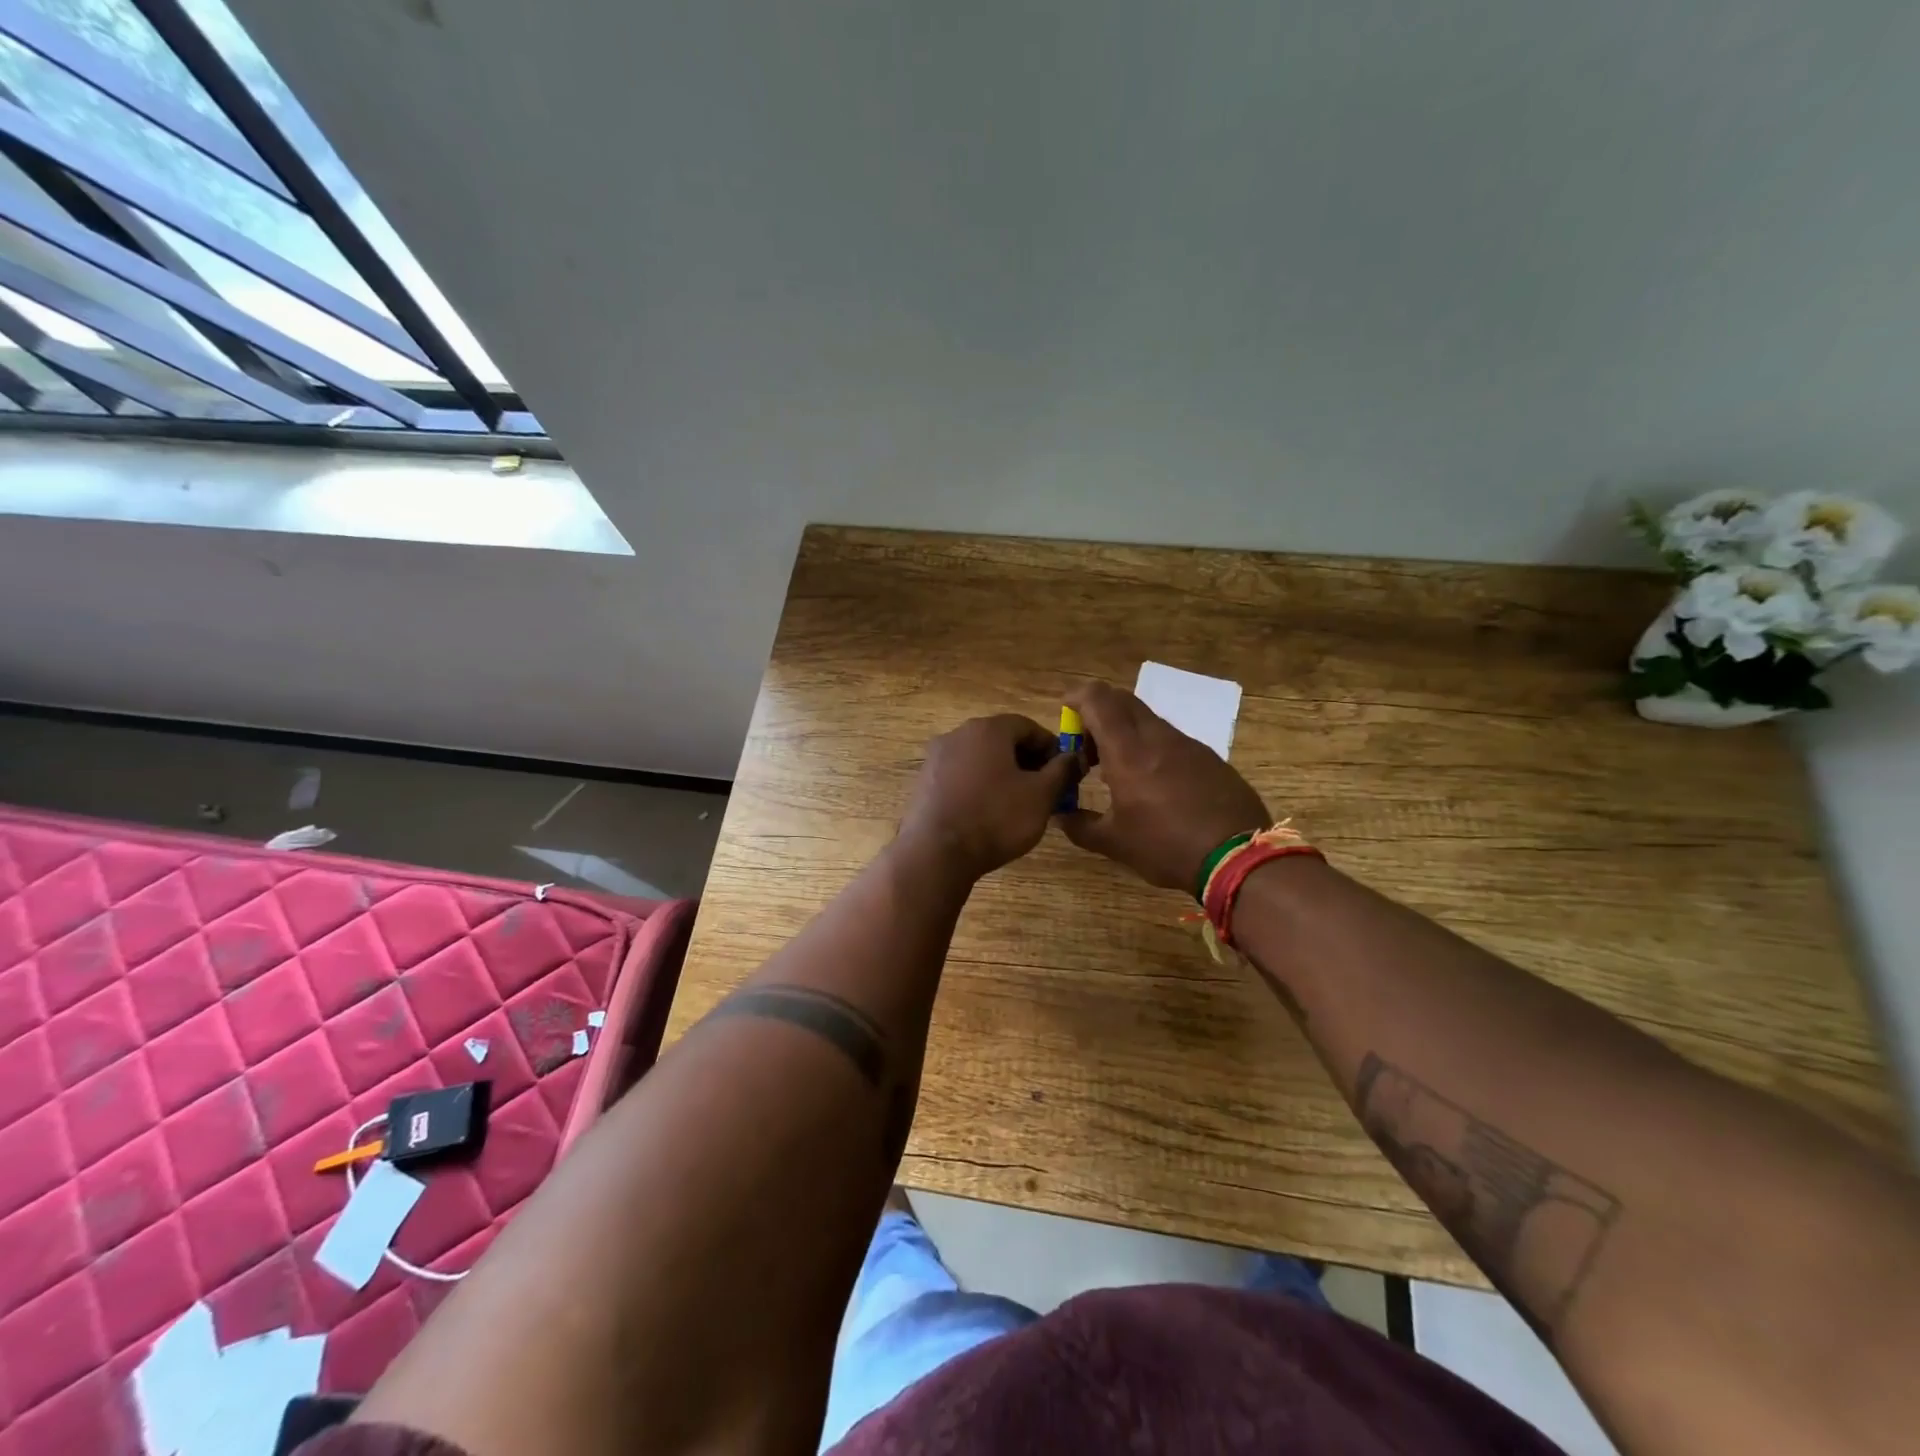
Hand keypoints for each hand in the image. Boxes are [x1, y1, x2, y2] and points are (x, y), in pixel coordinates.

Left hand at [899, 715, 1081, 881]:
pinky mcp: (924, 781)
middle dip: (1026, 760)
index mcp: (988, 729)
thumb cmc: (995, 818)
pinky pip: (960, 775)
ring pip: (979, 758)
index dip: (1050, 747)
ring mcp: (936, 757)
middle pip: (1001, 739)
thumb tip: (1075, 756)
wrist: (936, 853)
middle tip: (1043, 789)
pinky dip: (978, 785)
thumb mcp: (1041, 796)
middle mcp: (958, 734)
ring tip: (1016, 803)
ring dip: (1002, 773)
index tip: (1063, 772)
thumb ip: (1062, 771)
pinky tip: (986, 812)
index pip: (1028, 726)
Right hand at [1058, 681, 1269, 892]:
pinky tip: (1153, 785)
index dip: (1077, 697)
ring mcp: (1188, 744)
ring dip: (1124, 732)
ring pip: (1147, 719)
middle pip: (1122, 701)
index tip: (1065, 713)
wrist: (1238, 858)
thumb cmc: (1166, 847)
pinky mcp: (1209, 757)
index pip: (1098, 699)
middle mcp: (1157, 737)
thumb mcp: (1114, 843)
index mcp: (1128, 751)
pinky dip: (1150, 747)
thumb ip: (1079, 825)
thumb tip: (1059, 815)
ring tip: (1117, 771)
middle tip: (1087, 749)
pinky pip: (1170, 738)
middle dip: (1097, 714)